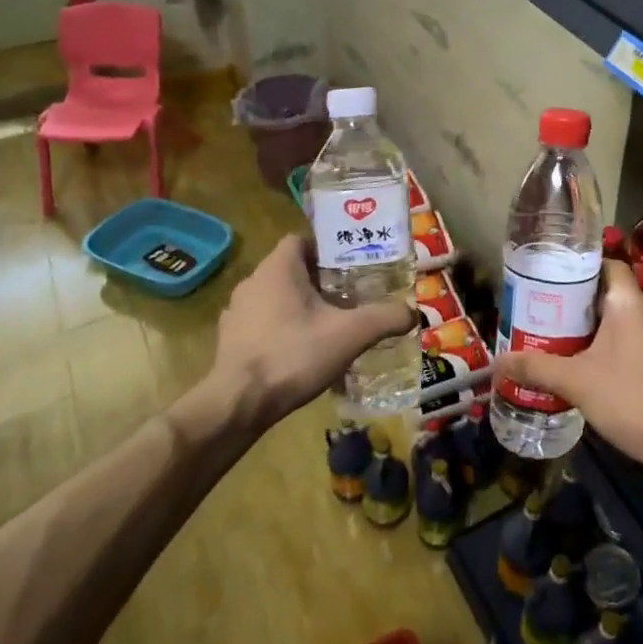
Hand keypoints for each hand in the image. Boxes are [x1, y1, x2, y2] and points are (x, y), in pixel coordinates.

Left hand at [203, 235, 417, 428]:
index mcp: (278, 268)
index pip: (301, 240)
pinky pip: (262, 323)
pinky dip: (281, 330)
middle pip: (291, 269)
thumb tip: (413, 312)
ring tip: (328, 325)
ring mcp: (236, 312)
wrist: (237, 404)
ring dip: (299, 306)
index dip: (326, 248)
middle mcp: (253, 281)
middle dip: (319, 280)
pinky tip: (301, 352)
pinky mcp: (229, 340)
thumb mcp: (350, 334)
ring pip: (276, 297)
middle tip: (348, 297)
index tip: (350, 266)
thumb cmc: (293, 354)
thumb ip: (385, 318)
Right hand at [497, 260, 642, 468]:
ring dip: (581, 327)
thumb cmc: (629, 396)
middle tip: (537, 305)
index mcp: (628, 303)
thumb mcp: (575, 380)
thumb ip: (536, 367)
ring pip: (609, 321)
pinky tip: (568, 362)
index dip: (581, 265)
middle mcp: (640, 314)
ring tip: (545, 332)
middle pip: (604, 293)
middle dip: (571, 299)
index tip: (550, 273)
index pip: (608, 264)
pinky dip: (593, 347)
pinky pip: (616, 344)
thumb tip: (497, 362)